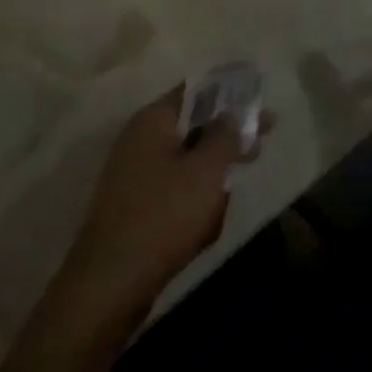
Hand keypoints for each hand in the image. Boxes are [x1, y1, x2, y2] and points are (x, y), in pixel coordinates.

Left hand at [56, 85, 267, 326]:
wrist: (110, 282)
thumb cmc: (163, 215)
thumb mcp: (206, 171)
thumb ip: (225, 136)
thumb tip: (233, 113)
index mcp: (153, 120)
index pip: (196, 90)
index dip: (230, 92)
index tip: (259, 99)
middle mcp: (139, 139)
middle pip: (192, 125)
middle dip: (226, 135)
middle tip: (261, 143)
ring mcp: (134, 173)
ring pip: (185, 160)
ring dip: (212, 171)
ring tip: (232, 190)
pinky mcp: (135, 205)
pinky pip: (174, 189)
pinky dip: (195, 196)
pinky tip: (209, 220)